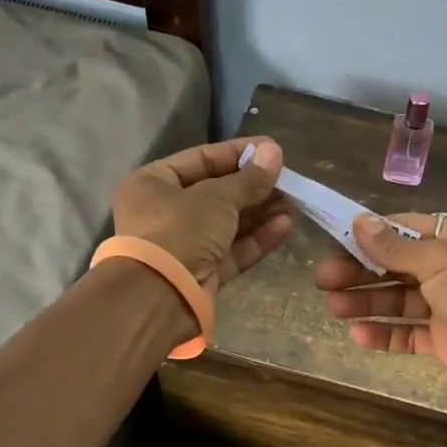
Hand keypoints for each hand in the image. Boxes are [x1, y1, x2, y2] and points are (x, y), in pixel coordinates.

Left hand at [112, 137, 291, 290]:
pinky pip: (231, 251)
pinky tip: (285, 226)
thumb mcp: (217, 197)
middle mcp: (164, 212)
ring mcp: (183, 246)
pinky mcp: (201, 274)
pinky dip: (256, 239)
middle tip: (289, 180)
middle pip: (216, 193)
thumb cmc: (180, 230)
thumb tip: (275, 151)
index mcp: (153, 183)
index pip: (200, 159)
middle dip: (254, 187)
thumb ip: (249, 178)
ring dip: (260, 213)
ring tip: (293, 202)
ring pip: (227, 224)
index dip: (238, 153)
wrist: (159, 296)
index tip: (272, 150)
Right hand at [314, 213, 446, 415]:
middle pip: (398, 266)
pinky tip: (357, 334)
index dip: (371, 235)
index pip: (407, 229)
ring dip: (367, 302)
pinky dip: (385, 333)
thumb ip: (395, 248)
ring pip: (400, 301)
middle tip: (322, 279)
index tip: (335, 240)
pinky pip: (410, 334)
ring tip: (332, 307)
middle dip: (361, 271)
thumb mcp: (440, 259)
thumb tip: (359, 221)